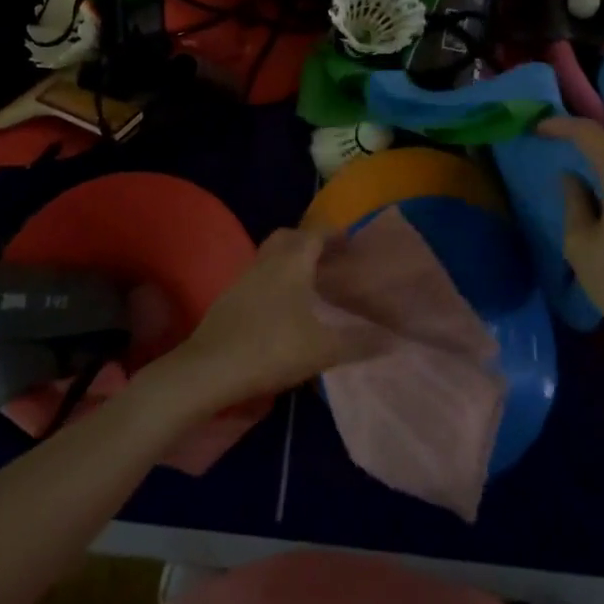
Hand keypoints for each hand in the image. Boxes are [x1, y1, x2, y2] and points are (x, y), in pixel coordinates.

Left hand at [164, 227, 383, 413]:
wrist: (209, 369)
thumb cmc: (271, 348)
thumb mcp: (323, 349)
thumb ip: (360, 342)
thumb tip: (394, 338)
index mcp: (291, 262)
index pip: (315, 234)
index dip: (335, 235)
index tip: (351, 242)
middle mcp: (266, 262)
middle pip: (288, 238)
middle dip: (309, 242)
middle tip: (330, 260)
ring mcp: (243, 279)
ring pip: (270, 257)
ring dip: (290, 262)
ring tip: (311, 284)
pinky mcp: (228, 299)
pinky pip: (258, 277)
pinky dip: (275, 281)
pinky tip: (284, 308)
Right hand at [539, 116, 603, 395]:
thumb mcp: (581, 243)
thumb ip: (573, 202)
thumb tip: (572, 179)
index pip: (589, 134)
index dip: (560, 126)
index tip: (535, 129)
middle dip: (576, 143)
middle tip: (546, 148)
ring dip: (593, 164)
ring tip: (565, 172)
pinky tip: (593, 195)